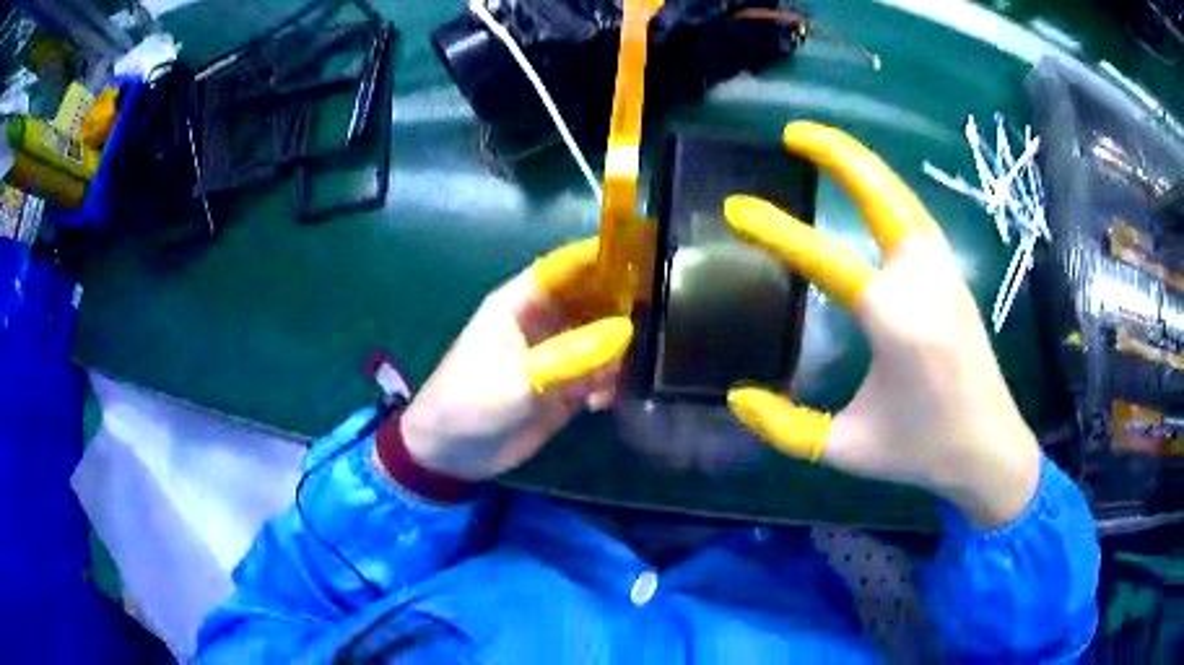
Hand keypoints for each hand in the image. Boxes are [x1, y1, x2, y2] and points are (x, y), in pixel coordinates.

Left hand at [397, 239, 632, 480]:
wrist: (452, 455)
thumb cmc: (470, 403)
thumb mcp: (516, 379)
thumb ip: (569, 357)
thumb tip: (626, 332)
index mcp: (521, 303)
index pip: (567, 267)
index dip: (602, 255)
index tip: (646, 249)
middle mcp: (544, 321)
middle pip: (592, 298)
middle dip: (624, 301)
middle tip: (668, 310)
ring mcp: (557, 354)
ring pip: (602, 336)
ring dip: (622, 346)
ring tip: (645, 360)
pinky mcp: (566, 385)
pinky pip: (599, 372)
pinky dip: (610, 381)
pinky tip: (608, 399)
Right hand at [724, 122, 1040, 527]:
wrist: (990, 449)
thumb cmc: (921, 451)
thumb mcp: (847, 448)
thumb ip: (786, 427)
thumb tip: (737, 397)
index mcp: (897, 324)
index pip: (829, 261)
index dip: (779, 232)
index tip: (737, 208)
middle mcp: (925, 284)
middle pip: (882, 198)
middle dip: (839, 156)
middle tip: (794, 132)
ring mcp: (945, 274)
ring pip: (902, 199)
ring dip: (863, 168)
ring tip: (824, 148)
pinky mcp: (953, 277)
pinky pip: (915, 218)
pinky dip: (887, 192)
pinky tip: (869, 192)